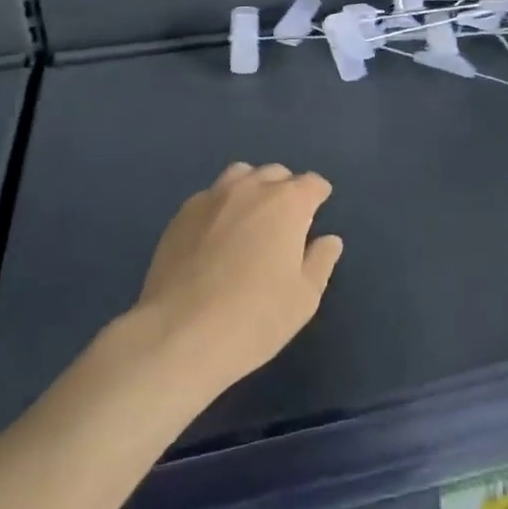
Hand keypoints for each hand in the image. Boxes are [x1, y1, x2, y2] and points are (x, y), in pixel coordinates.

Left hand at [130, 163, 343, 394]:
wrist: (178, 335)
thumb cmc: (253, 319)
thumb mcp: (303, 299)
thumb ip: (321, 262)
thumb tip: (329, 239)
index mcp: (287, 203)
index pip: (312, 183)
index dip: (318, 195)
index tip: (318, 209)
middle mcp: (252, 188)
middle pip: (276, 173)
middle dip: (285, 190)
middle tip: (284, 221)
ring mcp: (214, 196)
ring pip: (241, 175)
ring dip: (252, 188)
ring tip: (249, 218)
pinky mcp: (183, 213)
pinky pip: (210, 196)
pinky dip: (221, 206)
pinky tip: (215, 235)